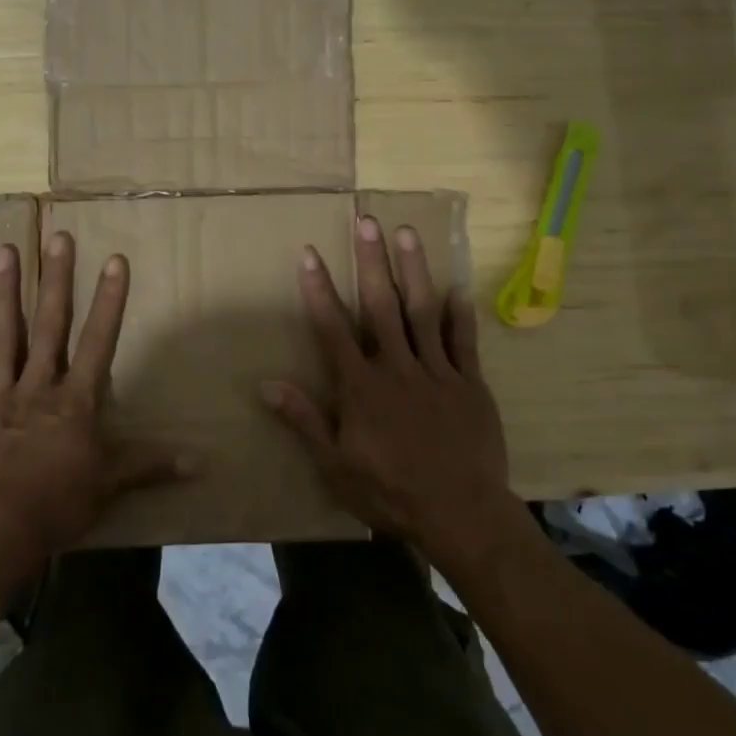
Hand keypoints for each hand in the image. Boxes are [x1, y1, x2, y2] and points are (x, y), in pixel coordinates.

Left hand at [0, 231, 192, 587]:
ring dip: (5, 292)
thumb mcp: (109, 486)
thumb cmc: (55, 507)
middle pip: (50, 326)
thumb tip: (203, 461)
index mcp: (74, 402)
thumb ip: (151, 465)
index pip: (98, 342)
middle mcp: (37, 387)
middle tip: (58, 237)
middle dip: (57, 280)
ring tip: (6, 251)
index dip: (110, 301)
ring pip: (3, 335)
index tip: (115, 260)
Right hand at [262, 216, 529, 575]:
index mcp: (361, 386)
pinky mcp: (470, 384)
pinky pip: (464, 342)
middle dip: (371, 261)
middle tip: (366, 220)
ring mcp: (436, 372)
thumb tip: (266, 385)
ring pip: (423, 312)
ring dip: (414, 270)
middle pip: (381, 305)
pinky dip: (460, 314)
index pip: (333, 328)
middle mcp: (396, 367)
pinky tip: (457, 286)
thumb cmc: (389, 492)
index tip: (310, 252)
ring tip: (407, 232)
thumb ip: (304, 420)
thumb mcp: (335, 465)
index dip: (319, 289)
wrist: (460, 515)